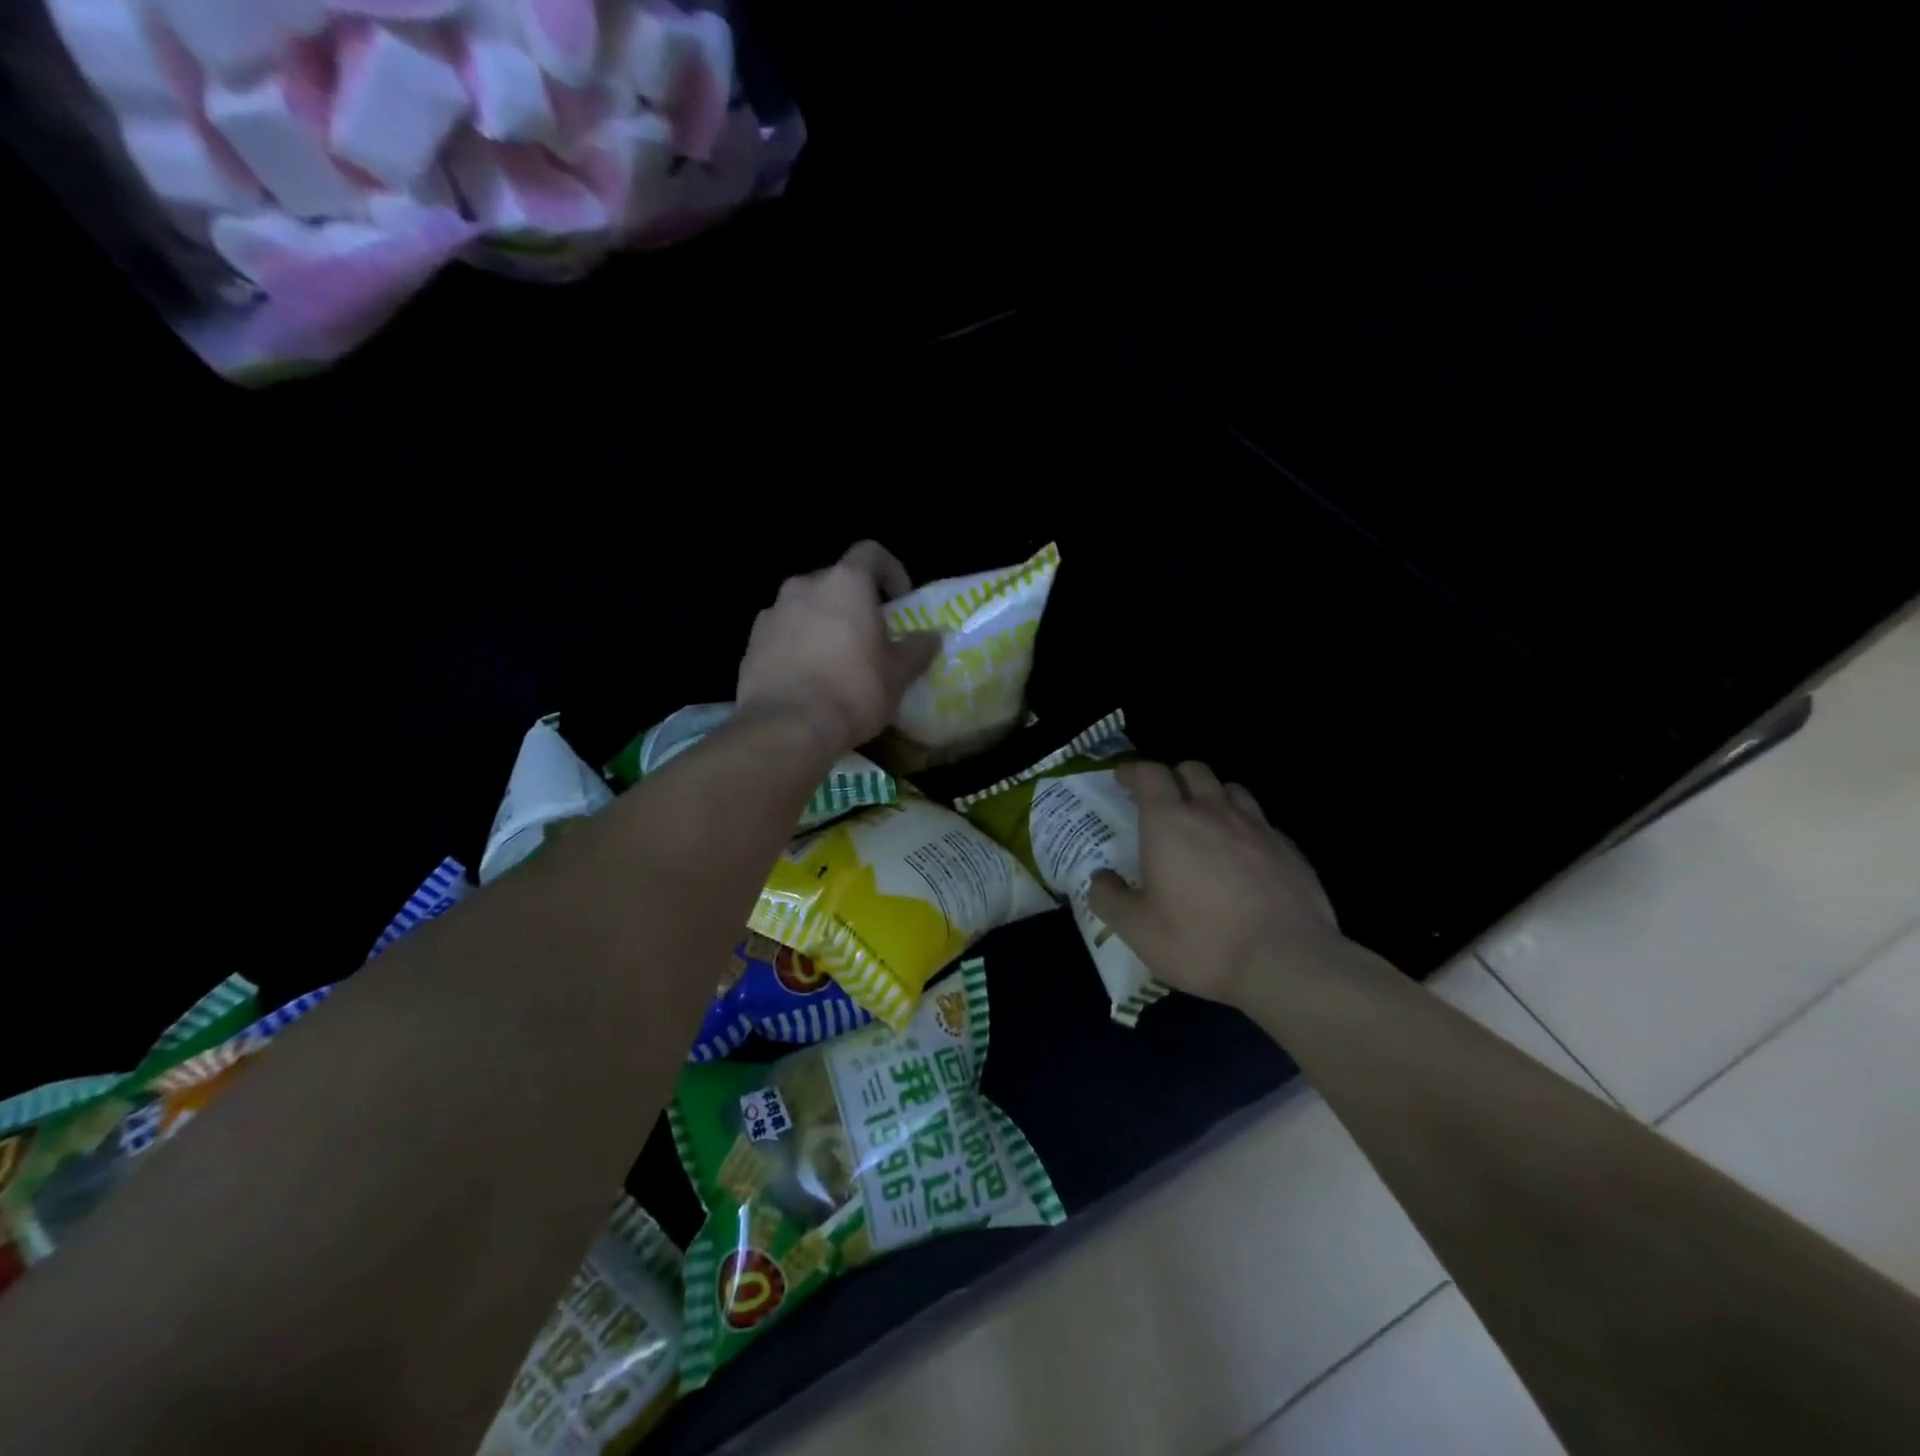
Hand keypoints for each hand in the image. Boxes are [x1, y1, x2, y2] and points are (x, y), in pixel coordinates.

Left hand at [737, 541, 942, 753]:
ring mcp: (772, 613)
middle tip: (869, 634)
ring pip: (806, 607)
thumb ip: (918, 649)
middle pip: (835, 581)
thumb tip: (933, 637)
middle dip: (854, 602)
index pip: (871, 553)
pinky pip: (783, 633)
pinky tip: (808, 677)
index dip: (890, 570)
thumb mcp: (898, 674)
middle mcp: (804, 586)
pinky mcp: (751, 643)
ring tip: (836, 658)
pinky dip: (797, 644)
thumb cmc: (853, 691)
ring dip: (823, 623)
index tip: (900, 599)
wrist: (787, 727)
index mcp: (845, 583)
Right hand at [1088, 760, 1348, 1010]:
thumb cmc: (1200, 941)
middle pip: (1193, 770)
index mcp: (1170, 822)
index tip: (1123, 781)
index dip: (1134, 772)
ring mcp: (1257, 827)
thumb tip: (1100, 878)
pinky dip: (1245, 827)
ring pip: (1231, 789)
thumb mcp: (1137, 929)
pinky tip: (1244, 856)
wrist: (1287, 963)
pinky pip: (1261, 822)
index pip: (1150, 773)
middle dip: (1173, 777)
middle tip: (1162, 801)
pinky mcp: (1289, 849)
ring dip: (1212, 795)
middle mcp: (1213, 812)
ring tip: (1205, 821)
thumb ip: (1109, 898)